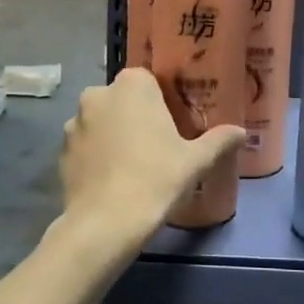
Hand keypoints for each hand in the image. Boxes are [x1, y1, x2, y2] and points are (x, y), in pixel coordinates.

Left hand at [59, 69, 243, 249]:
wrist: (106, 222)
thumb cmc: (156, 178)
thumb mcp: (196, 161)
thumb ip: (219, 141)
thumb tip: (241, 132)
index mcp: (132, 85)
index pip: (148, 80)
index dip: (160, 102)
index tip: (172, 125)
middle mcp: (97, 94)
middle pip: (122, 99)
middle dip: (135, 117)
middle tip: (155, 146)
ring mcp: (74, 123)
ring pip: (100, 122)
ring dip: (112, 135)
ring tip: (132, 167)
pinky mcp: (61, 152)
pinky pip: (85, 146)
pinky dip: (96, 157)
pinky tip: (112, 180)